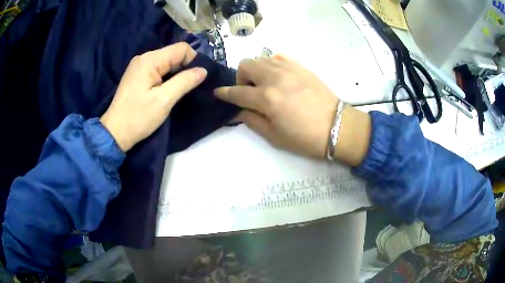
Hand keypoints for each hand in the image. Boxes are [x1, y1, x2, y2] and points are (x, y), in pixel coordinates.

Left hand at [100, 43, 207, 151]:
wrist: (115, 133)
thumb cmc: (138, 117)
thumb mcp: (164, 100)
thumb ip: (185, 81)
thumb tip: (203, 70)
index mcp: (150, 60)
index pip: (181, 48)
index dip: (193, 60)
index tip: (197, 78)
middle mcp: (144, 58)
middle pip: (173, 54)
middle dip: (185, 67)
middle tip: (189, 87)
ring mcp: (139, 66)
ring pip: (167, 62)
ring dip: (176, 73)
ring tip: (179, 90)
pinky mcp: (137, 75)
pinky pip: (158, 69)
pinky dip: (167, 77)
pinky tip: (167, 90)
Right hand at [215, 55, 338, 158]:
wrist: (337, 127)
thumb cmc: (305, 138)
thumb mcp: (274, 137)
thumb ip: (252, 121)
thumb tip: (238, 111)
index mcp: (267, 98)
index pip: (237, 92)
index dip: (224, 93)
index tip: (218, 93)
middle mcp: (275, 77)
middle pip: (245, 65)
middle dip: (241, 78)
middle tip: (250, 92)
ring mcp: (289, 68)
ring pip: (261, 58)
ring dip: (256, 70)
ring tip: (265, 84)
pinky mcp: (301, 66)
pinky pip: (278, 57)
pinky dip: (272, 65)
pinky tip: (279, 77)